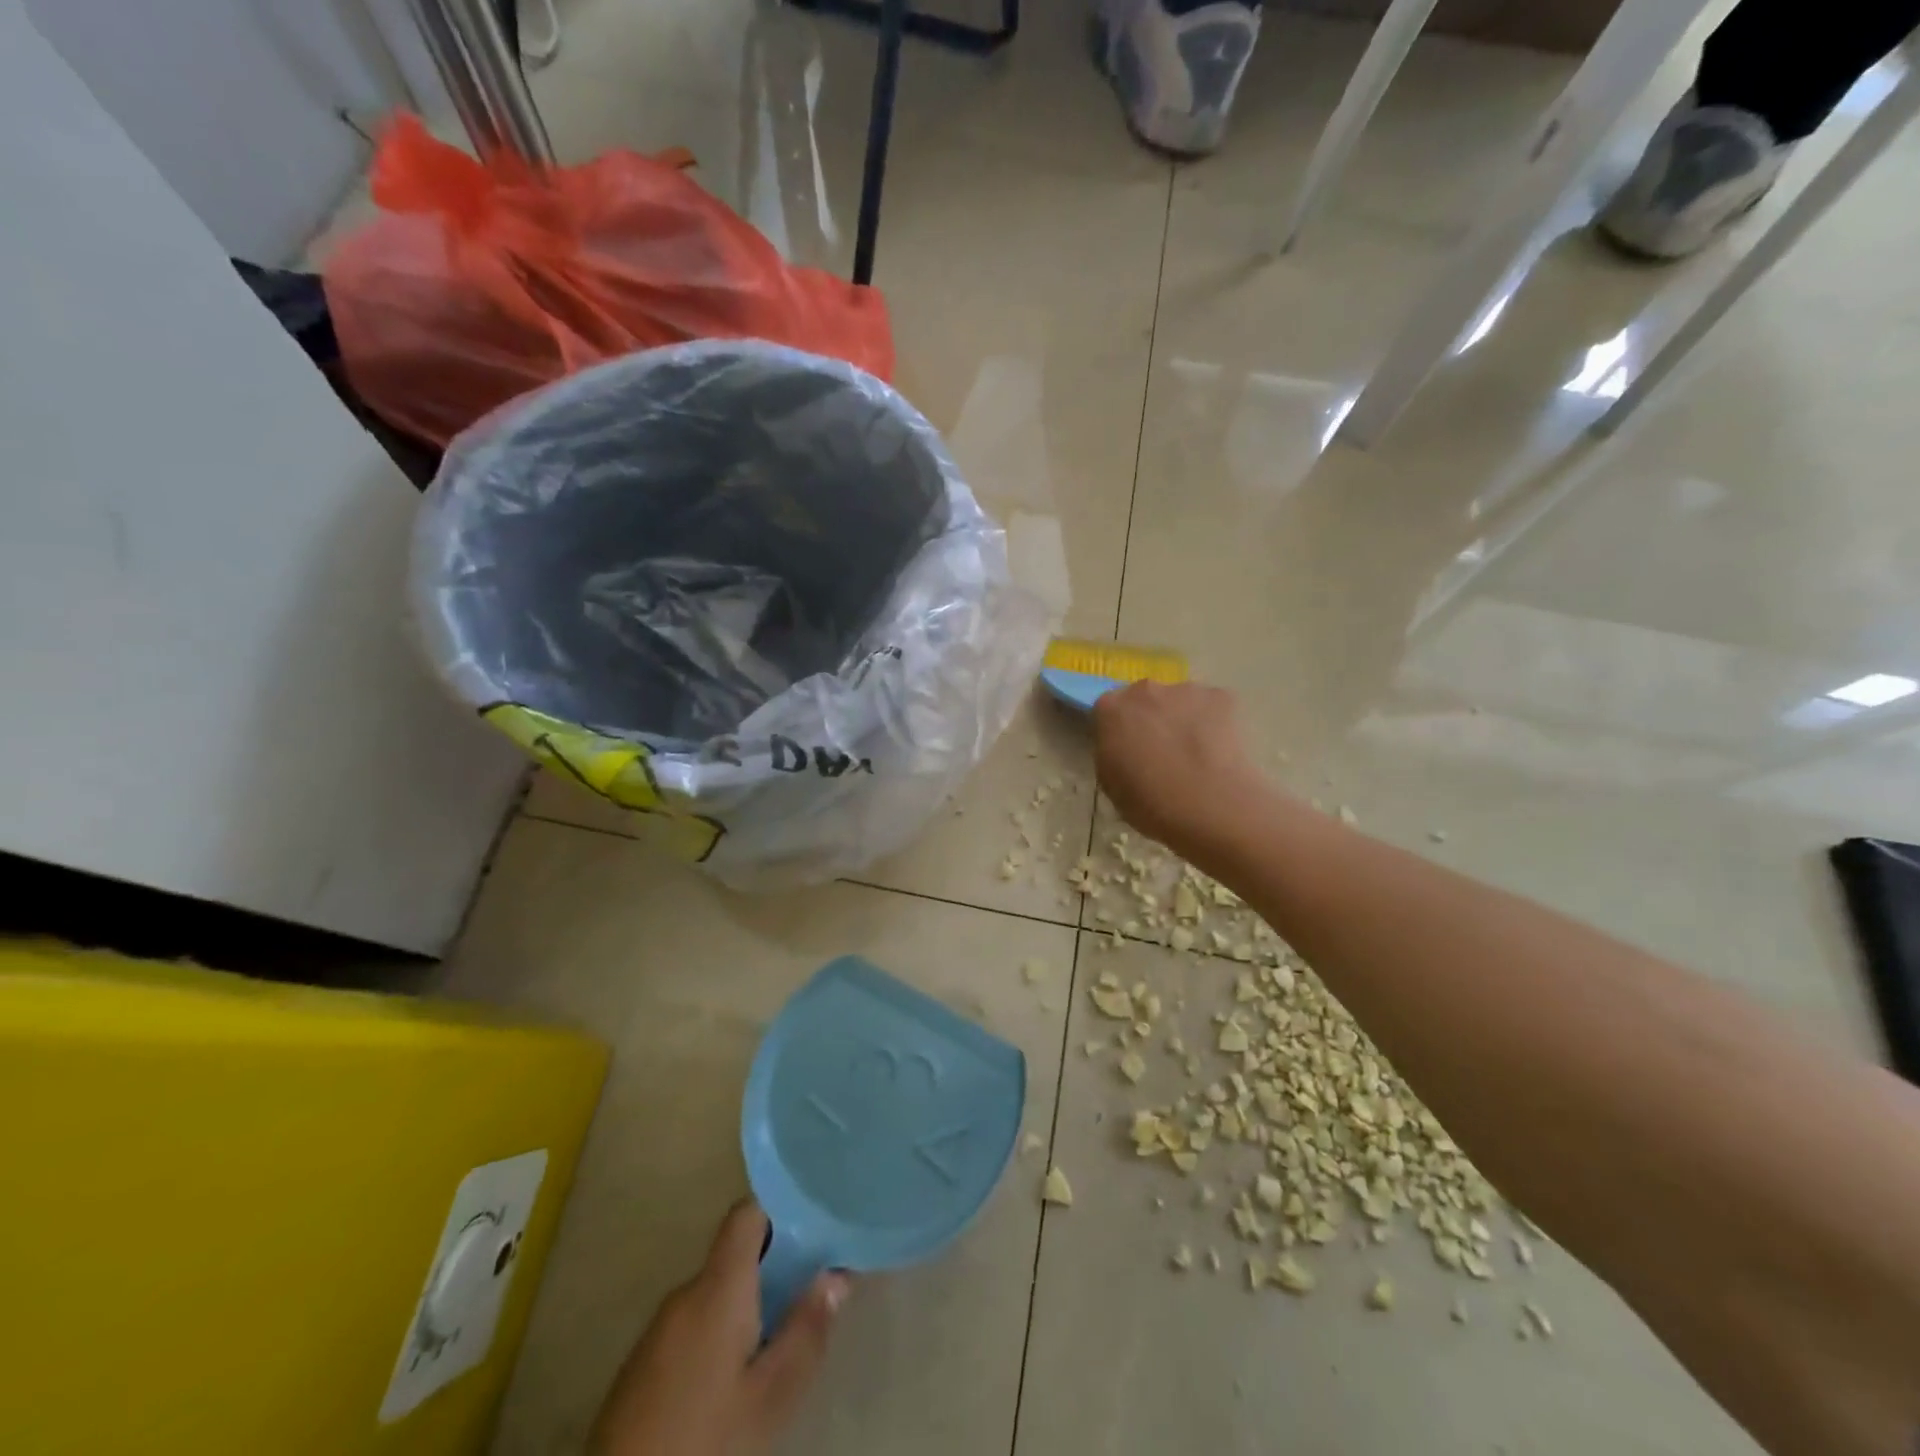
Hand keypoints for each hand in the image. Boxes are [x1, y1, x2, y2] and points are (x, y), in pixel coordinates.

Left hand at [591, 1202, 849, 1455]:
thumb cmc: (703, 1440)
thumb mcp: (770, 1397)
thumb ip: (806, 1331)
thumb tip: (836, 1275)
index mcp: (718, 1286)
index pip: (748, 1213)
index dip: (781, 1208)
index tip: (814, 1222)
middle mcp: (685, 1293)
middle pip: (735, 1256)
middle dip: (774, 1267)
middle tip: (810, 1291)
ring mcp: (658, 1329)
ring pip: (715, 1295)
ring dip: (747, 1305)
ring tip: (779, 1337)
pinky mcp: (642, 1365)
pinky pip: (692, 1326)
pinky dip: (719, 1334)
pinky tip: (735, 1375)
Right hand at [1091, 681, 1273, 866]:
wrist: (1209, 807)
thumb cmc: (1149, 803)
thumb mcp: (1110, 783)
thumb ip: (1111, 753)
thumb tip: (1124, 747)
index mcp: (1110, 709)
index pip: (1108, 711)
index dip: (1119, 732)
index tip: (1128, 752)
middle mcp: (1145, 690)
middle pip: (1145, 699)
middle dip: (1151, 719)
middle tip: (1162, 753)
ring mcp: (1186, 690)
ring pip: (1180, 701)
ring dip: (1182, 720)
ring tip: (1195, 755)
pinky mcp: (1222, 697)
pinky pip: (1212, 707)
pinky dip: (1213, 723)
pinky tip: (1218, 751)